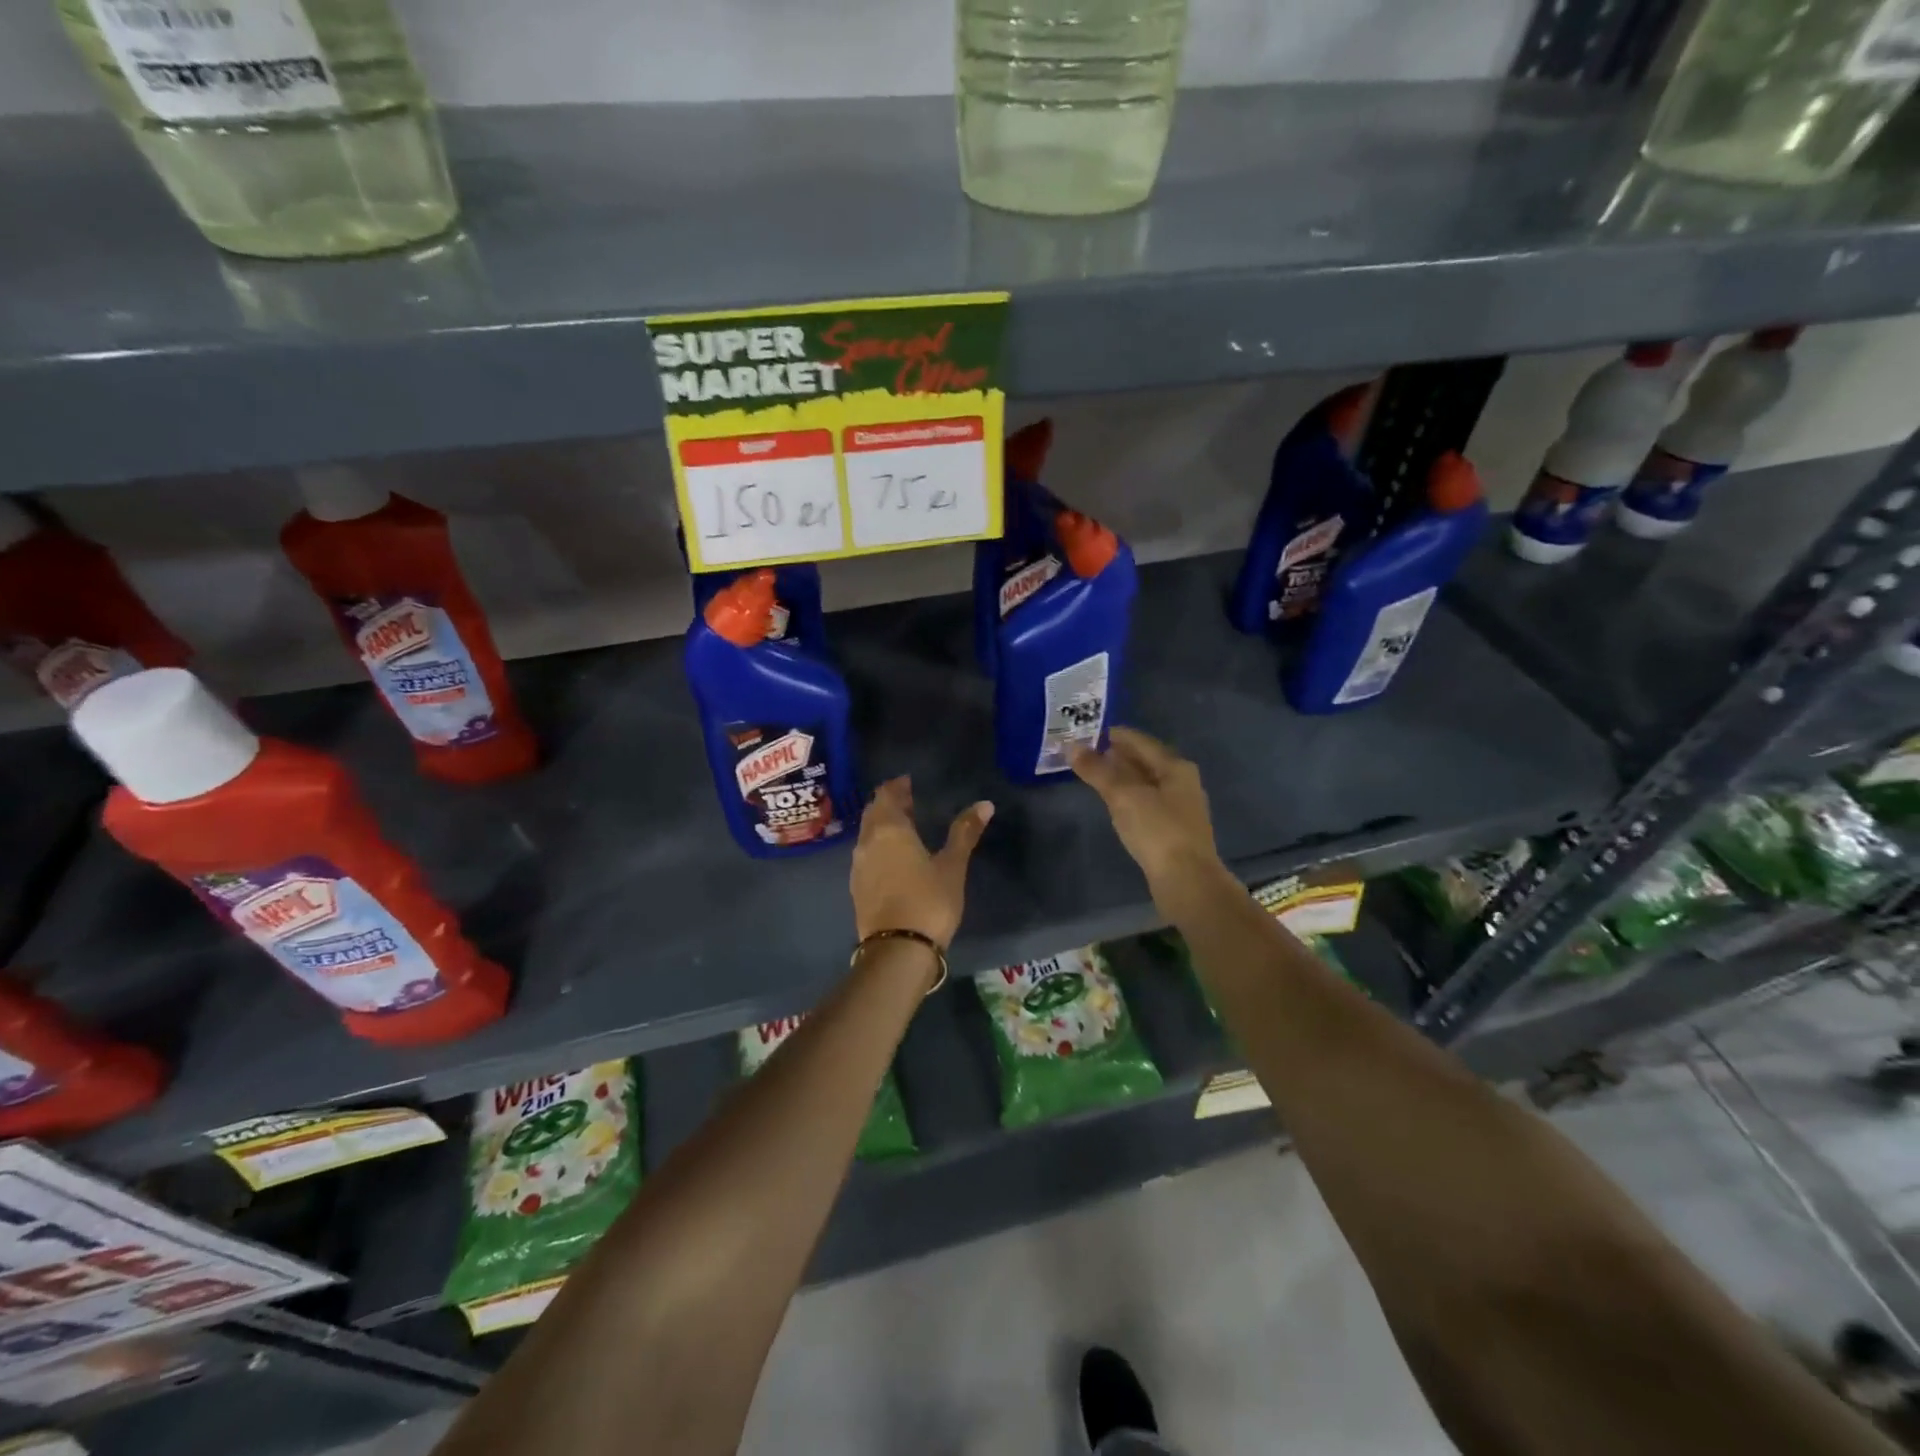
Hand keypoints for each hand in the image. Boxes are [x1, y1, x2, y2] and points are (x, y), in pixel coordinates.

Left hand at [850, 776, 993, 948]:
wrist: (898, 951)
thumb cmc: (929, 901)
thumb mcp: (952, 866)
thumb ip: (965, 832)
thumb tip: (984, 804)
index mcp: (889, 829)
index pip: (886, 795)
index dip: (896, 786)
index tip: (908, 782)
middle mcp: (867, 842)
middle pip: (873, 812)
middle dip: (888, 803)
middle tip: (907, 800)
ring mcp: (859, 866)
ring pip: (867, 834)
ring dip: (882, 825)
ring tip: (903, 826)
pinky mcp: (857, 888)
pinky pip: (866, 855)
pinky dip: (878, 846)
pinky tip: (893, 857)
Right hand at [1069, 728, 1223, 906]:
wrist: (1187, 881)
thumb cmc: (1157, 830)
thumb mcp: (1123, 796)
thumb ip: (1097, 771)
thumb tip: (1072, 748)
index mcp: (1175, 767)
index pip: (1140, 741)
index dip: (1115, 735)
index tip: (1089, 732)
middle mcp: (1182, 782)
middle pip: (1145, 761)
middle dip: (1118, 756)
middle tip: (1087, 752)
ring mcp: (1180, 808)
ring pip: (1146, 783)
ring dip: (1123, 777)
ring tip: (1096, 775)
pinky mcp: (1173, 830)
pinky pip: (1147, 803)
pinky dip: (1129, 797)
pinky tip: (1115, 804)